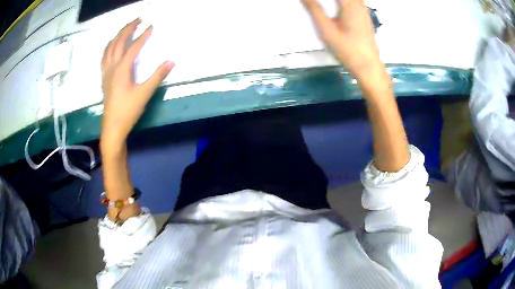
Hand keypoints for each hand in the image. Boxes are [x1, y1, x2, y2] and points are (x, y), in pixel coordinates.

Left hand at [101, 18, 173, 146]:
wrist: (112, 127)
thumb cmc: (128, 111)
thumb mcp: (144, 94)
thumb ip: (157, 76)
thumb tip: (171, 61)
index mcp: (121, 70)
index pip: (133, 47)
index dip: (143, 36)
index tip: (152, 26)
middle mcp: (112, 67)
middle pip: (118, 43)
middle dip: (127, 29)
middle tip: (138, 19)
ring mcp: (106, 73)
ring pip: (109, 48)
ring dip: (117, 36)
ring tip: (125, 29)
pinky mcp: (104, 78)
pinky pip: (104, 57)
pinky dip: (108, 47)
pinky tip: (111, 46)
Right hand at [302, 0, 381, 81]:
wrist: (368, 67)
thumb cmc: (347, 49)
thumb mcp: (326, 29)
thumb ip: (314, 9)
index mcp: (349, 3)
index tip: (309, 1)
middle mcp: (358, 4)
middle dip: (326, 0)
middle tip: (315, 3)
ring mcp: (364, 10)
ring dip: (334, 2)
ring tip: (323, 6)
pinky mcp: (365, 17)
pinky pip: (355, 1)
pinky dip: (344, 2)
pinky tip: (337, 8)